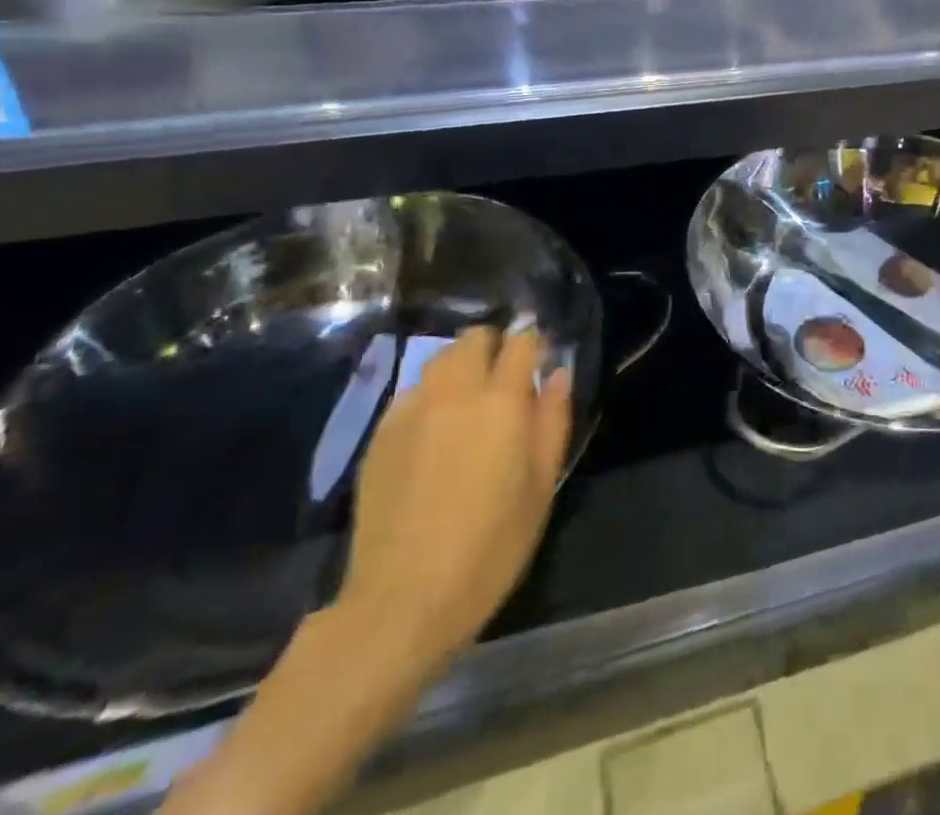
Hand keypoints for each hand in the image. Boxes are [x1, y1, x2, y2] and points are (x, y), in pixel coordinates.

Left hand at [337, 326, 572, 675]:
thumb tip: (559, 374)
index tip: (542, 363)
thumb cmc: (490, 547)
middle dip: (494, 347)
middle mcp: (455, 393)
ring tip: (468, 401)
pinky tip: (433, 431)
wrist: (402, 601)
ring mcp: (412, 412)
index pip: (521, 343)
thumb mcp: (541, 487)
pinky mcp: (380, 436)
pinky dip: (429, 395)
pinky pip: (411, 393)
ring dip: (460, 367)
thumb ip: (553, 420)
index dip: (535, 345)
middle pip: (474, 338)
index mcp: (501, 402)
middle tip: (503, 380)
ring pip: (438, 360)